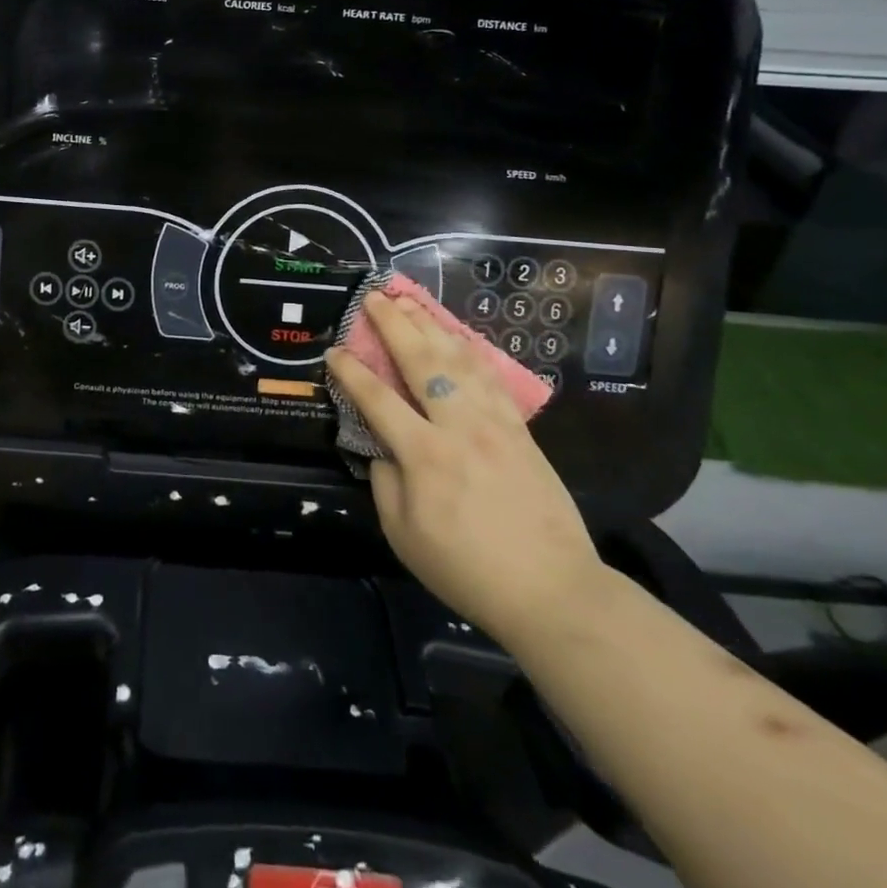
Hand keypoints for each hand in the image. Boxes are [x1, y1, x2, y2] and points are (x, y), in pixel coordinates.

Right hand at [327, 293, 603, 645]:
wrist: (552, 590)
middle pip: (421, 362)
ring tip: (411, 302)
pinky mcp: (520, 430)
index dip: (351, 372)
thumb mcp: (403, 535)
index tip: (334, 351)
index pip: (377, 399)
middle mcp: (459, 427)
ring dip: (431, 326)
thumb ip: (384, 481)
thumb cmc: (467, 568)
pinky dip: (472, 351)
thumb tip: (383, 446)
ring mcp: (495, 424)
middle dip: (394, 324)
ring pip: (459, 360)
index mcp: (424, 455)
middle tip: (375, 297)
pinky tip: (460, 337)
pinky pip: (492, 379)